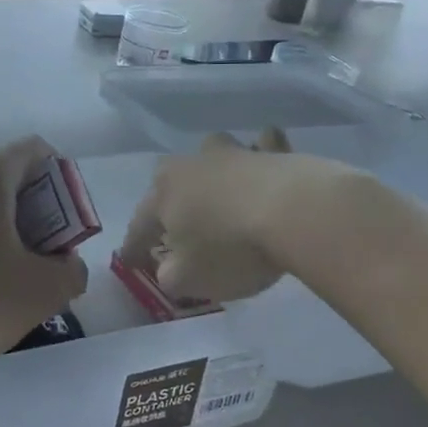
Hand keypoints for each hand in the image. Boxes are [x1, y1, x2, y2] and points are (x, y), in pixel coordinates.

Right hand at [123, 129, 298, 302]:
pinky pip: (262, 147)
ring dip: (213, 171)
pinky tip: (266, 157)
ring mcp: (233, 153)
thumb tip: (170, 267)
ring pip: (213, 156)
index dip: (134, 248)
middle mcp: (191, 165)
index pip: (140, 226)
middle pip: (172, 183)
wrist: (296, 213)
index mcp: (163, 195)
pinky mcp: (274, 150)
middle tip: (175, 224)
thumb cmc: (232, 249)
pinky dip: (261, 151)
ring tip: (220, 187)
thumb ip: (170, 275)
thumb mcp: (190, 279)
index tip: (131, 263)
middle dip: (170, 201)